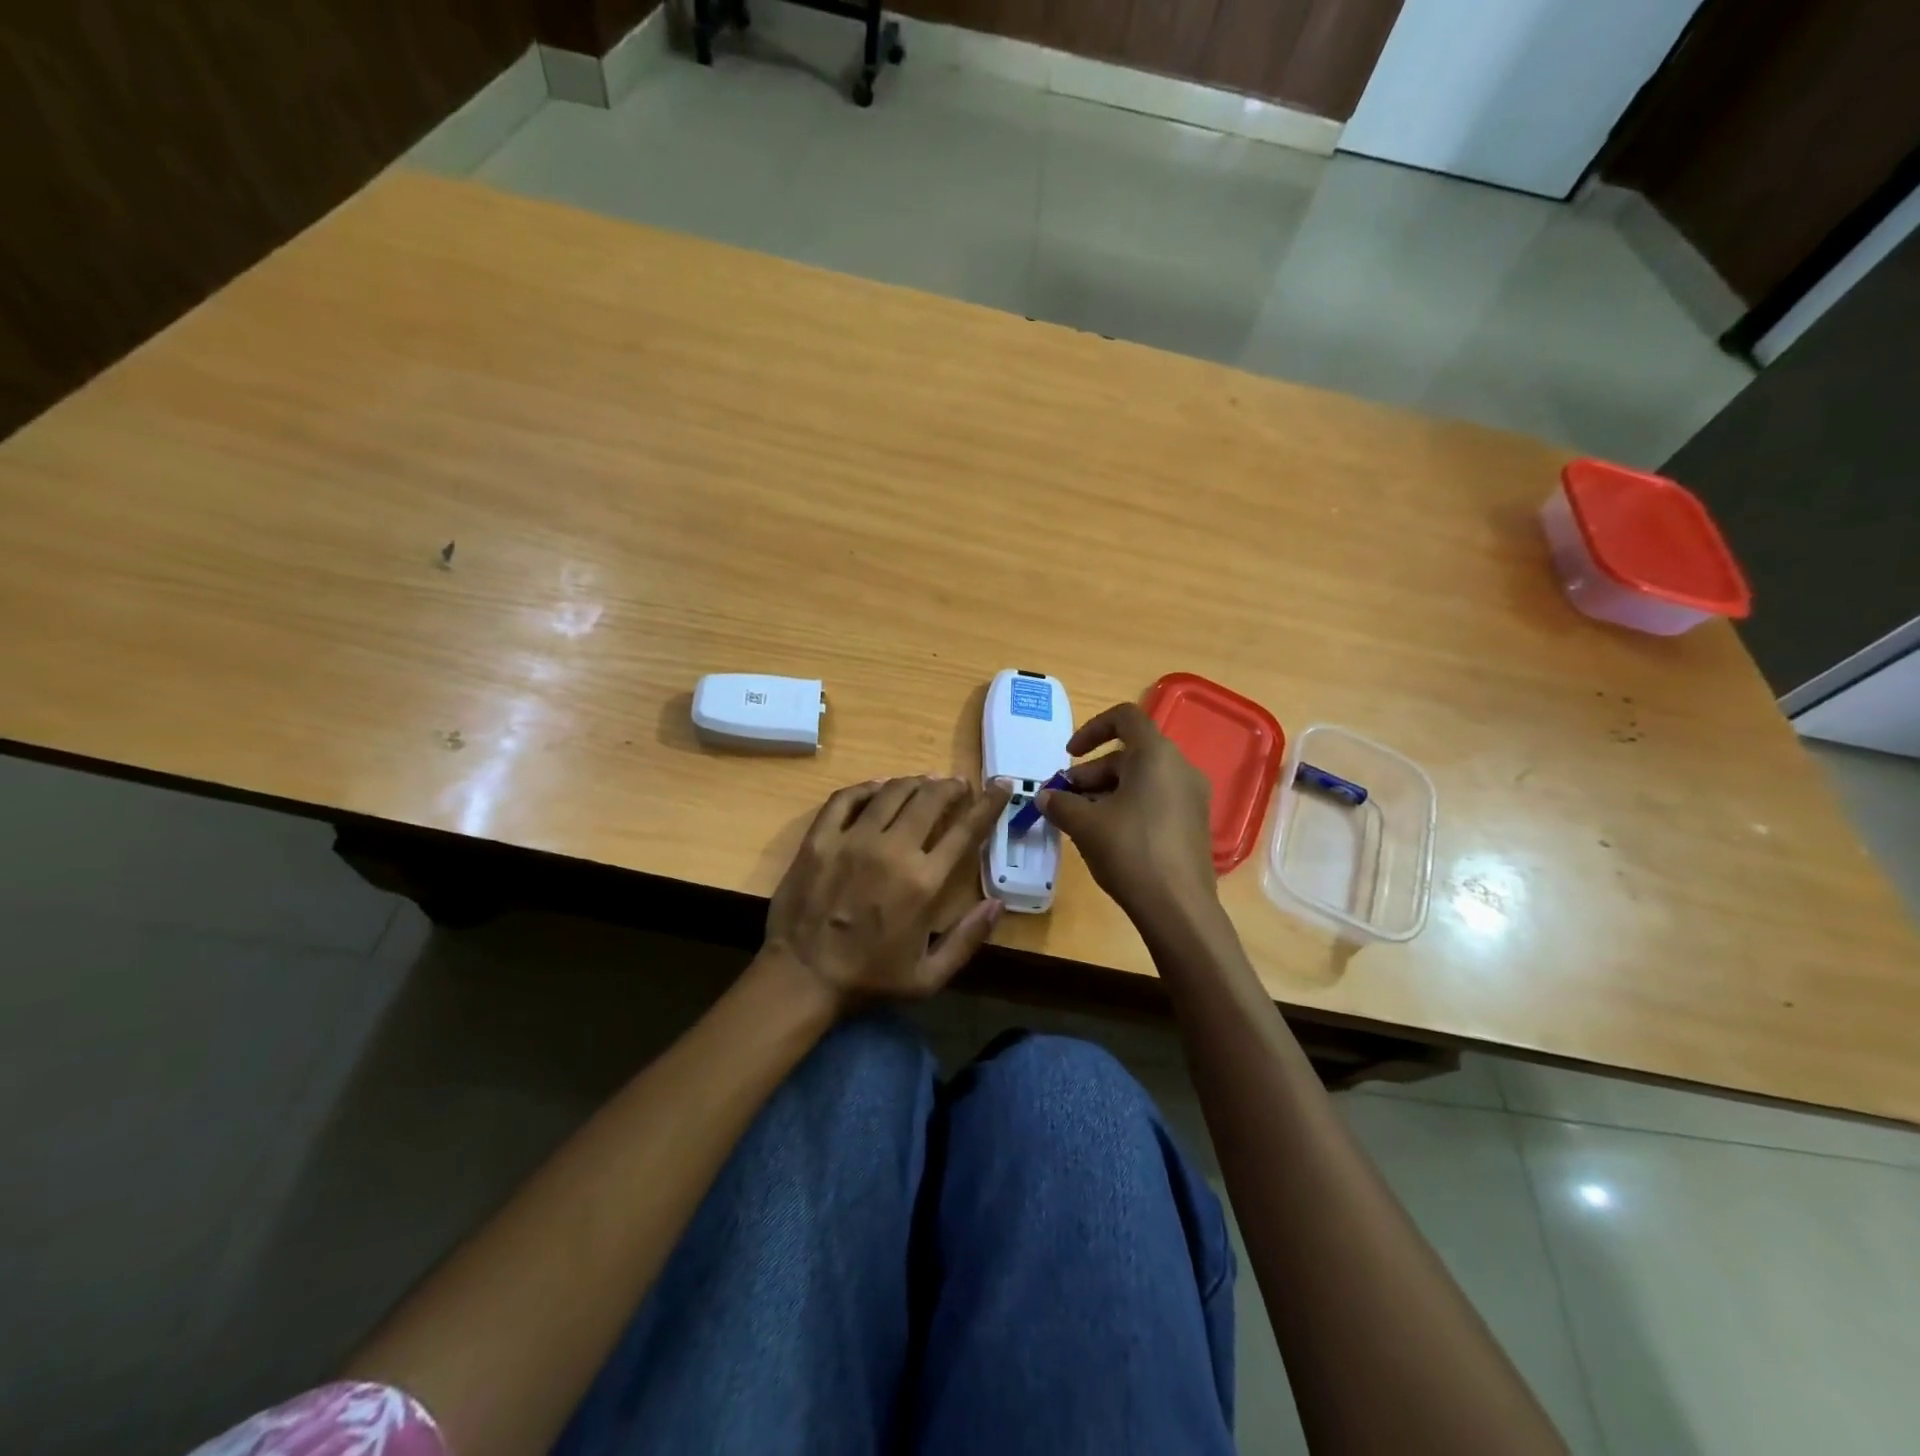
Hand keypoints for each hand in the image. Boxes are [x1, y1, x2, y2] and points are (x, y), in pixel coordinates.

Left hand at [763, 776, 1011, 1010]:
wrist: (801, 977)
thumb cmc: (869, 979)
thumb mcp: (929, 976)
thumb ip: (967, 939)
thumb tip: (998, 904)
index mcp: (924, 882)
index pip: (966, 829)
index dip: (988, 802)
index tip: (1001, 785)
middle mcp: (892, 850)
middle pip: (929, 799)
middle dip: (950, 786)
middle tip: (958, 785)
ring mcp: (852, 840)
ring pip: (891, 792)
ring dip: (914, 782)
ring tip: (925, 782)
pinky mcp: (820, 838)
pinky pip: (846, 799)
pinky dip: (867, 787)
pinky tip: (878, 787)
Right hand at [1038, 703, 1218, 928]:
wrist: (1178, 907)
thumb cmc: (1129, 851)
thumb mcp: (1085, 824)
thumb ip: (1060, 803)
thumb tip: (1045, 796)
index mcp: (1156, 755)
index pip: (1124, 718)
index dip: (1091, 729)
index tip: (1069, 755)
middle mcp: (1180, 768)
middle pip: (1128, 755)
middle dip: (1090, 774)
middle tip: (1064, 800)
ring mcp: (1192, 797)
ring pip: (1141, 781)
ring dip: (1106, 793)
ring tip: (1079, 821)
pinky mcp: (1194, 824)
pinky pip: (1156, 801)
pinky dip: (1128, 808)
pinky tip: (1106, 837)